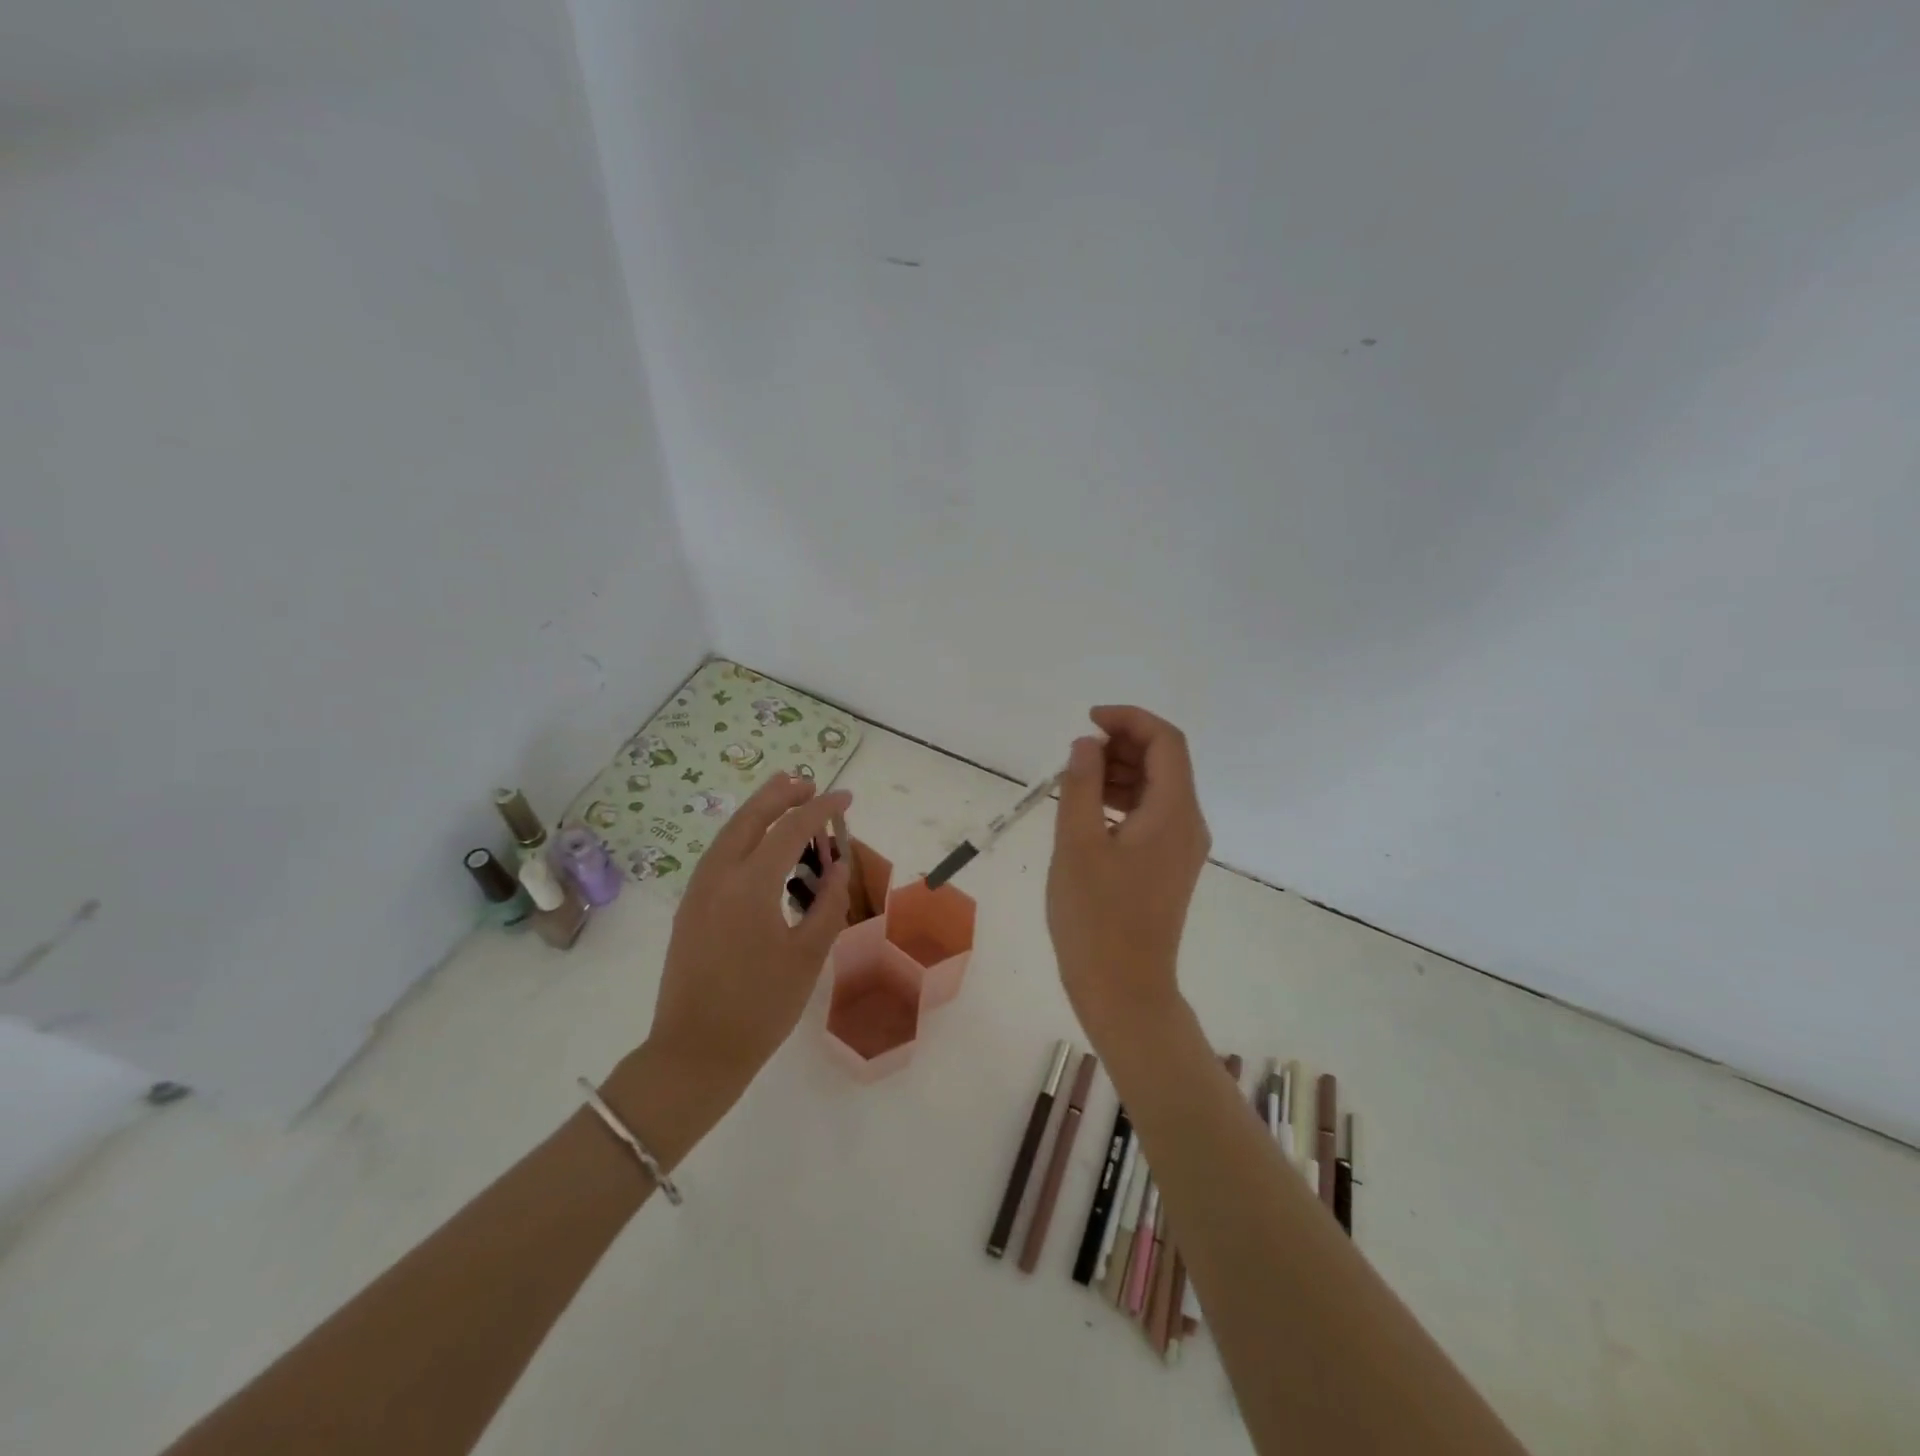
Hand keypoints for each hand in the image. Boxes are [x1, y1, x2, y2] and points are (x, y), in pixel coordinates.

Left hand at [645, 774, 851, 1108]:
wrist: (694, 1054)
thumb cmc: (760, 1008)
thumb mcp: (807, 956)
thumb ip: (828, 904)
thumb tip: (838, 866)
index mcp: (749, 884)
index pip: (790, 828)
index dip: (821, 809)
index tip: (846, 798)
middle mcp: (718, 876)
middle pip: (750, 817)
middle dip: (781, 794)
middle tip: (810, 783)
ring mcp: (698, 891)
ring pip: (729, 833)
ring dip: (759, 811)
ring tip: (787, 799)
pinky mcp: (690, 908)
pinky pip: (719, 854)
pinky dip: (744, 836)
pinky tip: (761, 846)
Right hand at [1047, 706, 1210, 1051]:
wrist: (1123, 989)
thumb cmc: (1095, 917)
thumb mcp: (1077, 844)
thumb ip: (1082, 785)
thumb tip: (1087, 744)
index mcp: (1174, 813)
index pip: (1166, 742)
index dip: (1129, 719)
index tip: (1088, 721)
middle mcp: (1188, 824)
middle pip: (1165, 761)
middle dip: (1122, 744)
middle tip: (1076, 753)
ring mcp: (1181, 847)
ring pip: (1157, 788)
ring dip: (1120, 771)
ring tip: (1075, 779)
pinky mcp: (1168, 865)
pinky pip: (1150, 815)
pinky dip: (1122, 799)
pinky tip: (1088, 809)